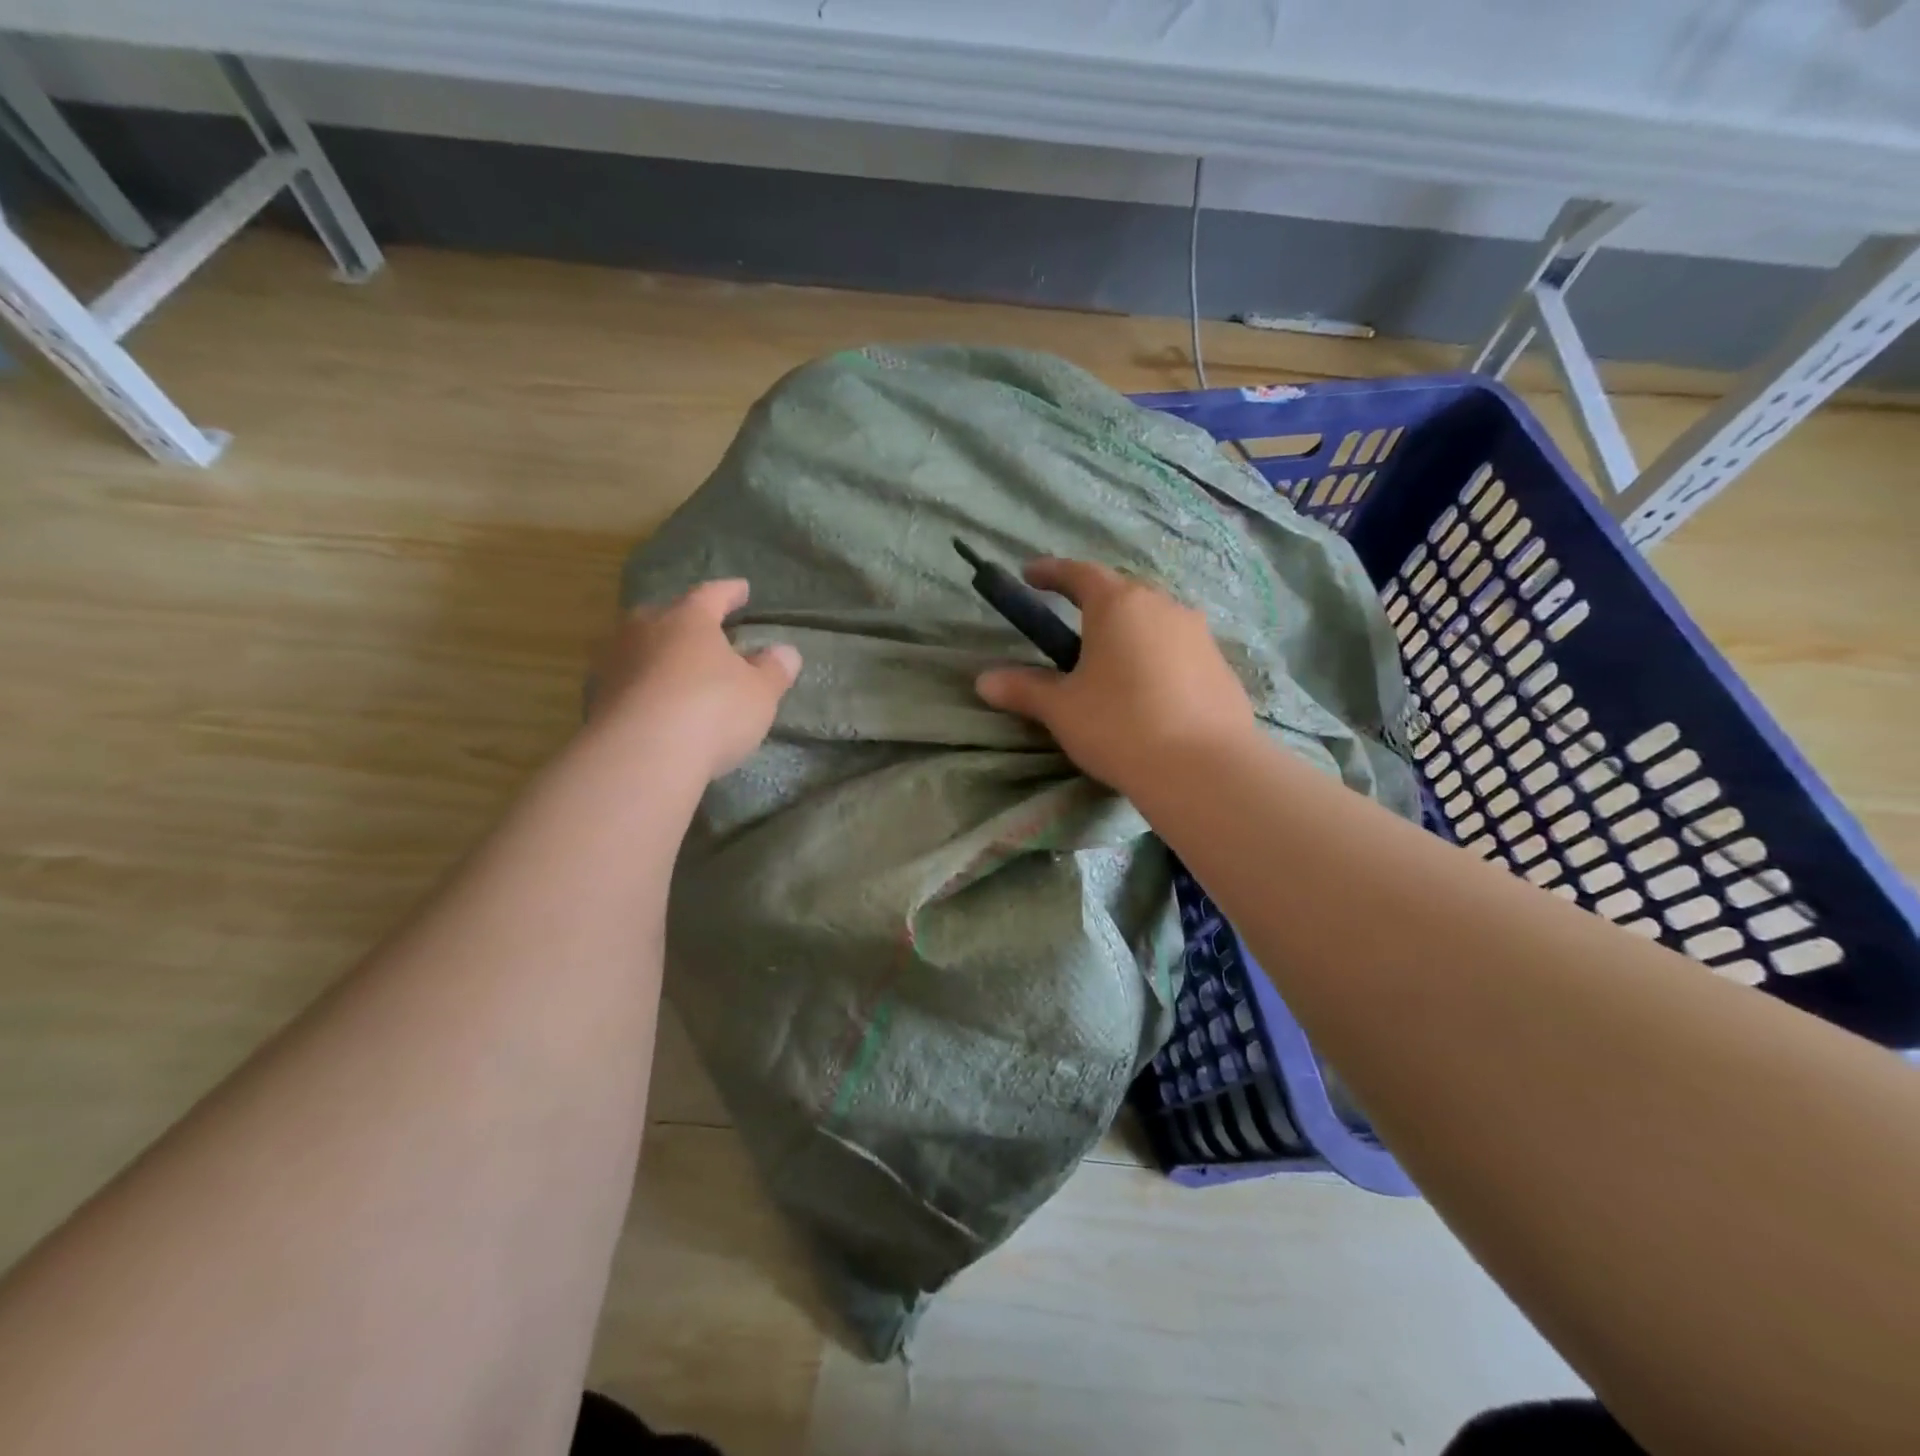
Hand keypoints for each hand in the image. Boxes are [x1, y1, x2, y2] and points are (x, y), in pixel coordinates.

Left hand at [590, 579, 800, 780]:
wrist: (641, 756)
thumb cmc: (712, 710)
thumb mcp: (759, 692)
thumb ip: (773, 670)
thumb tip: (785, 652)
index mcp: (688, 619)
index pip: (711, 595)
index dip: (729, 592)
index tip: (742, 589)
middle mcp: (645, 630)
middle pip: (665, 615)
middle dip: (683, 620)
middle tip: (700, 629)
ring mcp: (615, 663)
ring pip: (640, 647)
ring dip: (659, 654)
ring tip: (676, 667)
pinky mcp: (597, 700)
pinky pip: (627, 682)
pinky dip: (643, 686)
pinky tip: (655, 702)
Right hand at [974, 558, 1255, 793]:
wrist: (1204, 768)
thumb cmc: (1120, 725)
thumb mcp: (1062, 709)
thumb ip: (1024, 689)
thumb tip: (984, 681)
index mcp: (1118, 605)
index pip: (1079, 573)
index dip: (1051, 571)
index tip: (1030, 575)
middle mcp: (1162, 606)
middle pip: (1122, 592)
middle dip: (1094, 601)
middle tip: (1072, 621)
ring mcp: (1198, 634)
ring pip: (1154, 620)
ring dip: (1129, 630)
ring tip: (1111, 659)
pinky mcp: (1220, 665)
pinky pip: (1178, 649)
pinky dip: (1157, 657)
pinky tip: (1149, 689)